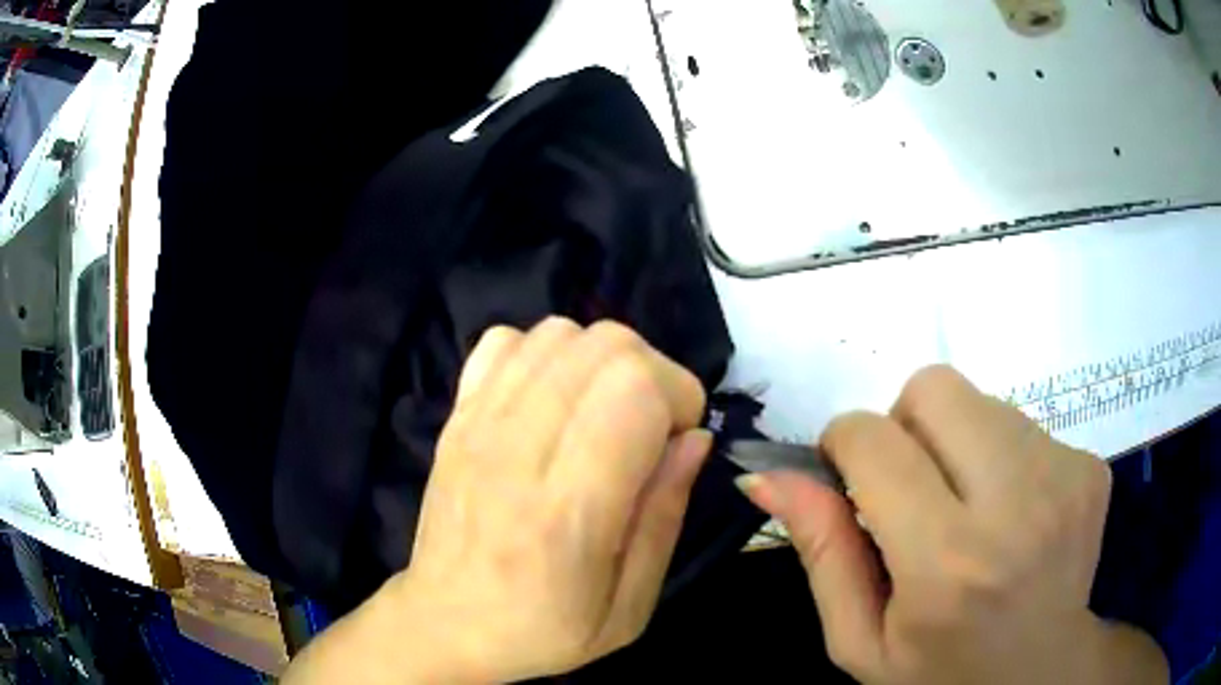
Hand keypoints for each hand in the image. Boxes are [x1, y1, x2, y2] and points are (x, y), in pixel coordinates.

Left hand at [284, 318, 711, 683]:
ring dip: (602, 362)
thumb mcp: (628, 607)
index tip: (679, 440)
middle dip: (651, 373)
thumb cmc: (542, 629)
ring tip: (603, 413)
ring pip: (559, 333)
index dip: (677, 396)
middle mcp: (517, 450)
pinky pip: (506, 342)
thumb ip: (665, 517)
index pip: (632, 391)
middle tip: (650, 427)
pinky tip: (552, 399)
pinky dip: (544, 354)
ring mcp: (477, 423)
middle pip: (604, 347)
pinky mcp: (455, 415)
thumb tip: (695, 439)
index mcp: (567, 510)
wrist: (443, 623)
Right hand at [738, 366, 1167, 684]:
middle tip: (911, 492)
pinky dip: (1002, 459)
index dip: (843, 444)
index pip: (873, 440)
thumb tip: (766, 474)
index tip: (847, 476)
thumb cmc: (939, 675)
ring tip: (968, 512)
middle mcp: (1016, 504)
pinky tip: (1012, 516)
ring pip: (981, 403)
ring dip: (958, 446)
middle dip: (903, 427)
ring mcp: (1064, 476)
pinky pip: (1024, 425)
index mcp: (947, 563)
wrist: (1040, 679)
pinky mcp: (1090, 467)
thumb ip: (820, 552)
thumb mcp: (860, 641)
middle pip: (933, 389)